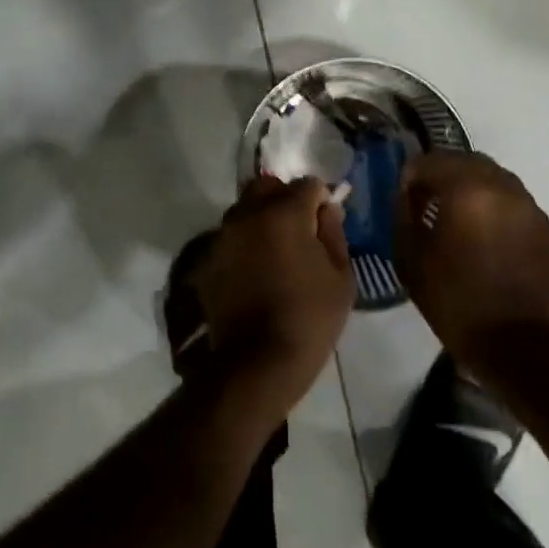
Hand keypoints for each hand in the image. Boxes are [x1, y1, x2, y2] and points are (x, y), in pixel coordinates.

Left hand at [192, 176, 354, 421]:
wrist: (257, 363)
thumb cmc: (309, 319)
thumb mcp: (341, 277)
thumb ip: (334, 233)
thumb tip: (327, 209)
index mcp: (284, 213)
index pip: (307, 184)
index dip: (321, 200)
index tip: (326, 223)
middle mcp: (247, 215)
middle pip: (267, 187)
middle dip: (285, 199)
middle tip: (299, 230)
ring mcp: (222, 237)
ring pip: (244, 210)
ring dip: (261, 219)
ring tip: (275, 252)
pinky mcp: (207, 260)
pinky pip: (229, 238)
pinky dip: (243, 245)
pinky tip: (254, 272)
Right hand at [393, 152, 548, 369]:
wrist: (514, 343)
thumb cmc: (453, 299)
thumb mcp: (409, 257)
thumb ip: (403, 214)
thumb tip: (407, 194)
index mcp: (467, 190)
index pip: (431, 161)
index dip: (412, 175)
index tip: (405, 197)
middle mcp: (503, 188)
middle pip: (467, 161)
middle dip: (444, 175)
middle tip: (429, 202)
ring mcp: (531, 208)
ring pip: (496, 180)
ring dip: (473, 189)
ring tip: (460, 219)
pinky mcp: (547, 230)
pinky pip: (516, 205)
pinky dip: (497, 210)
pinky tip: (487, 239)